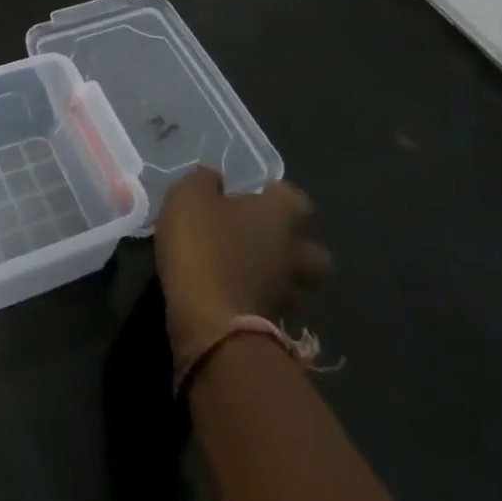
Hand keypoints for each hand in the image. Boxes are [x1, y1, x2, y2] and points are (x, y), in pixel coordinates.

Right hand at [154, 168, 330, 363]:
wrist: (209, 318)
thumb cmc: (203, 244)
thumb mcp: (189, 196)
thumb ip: (204, 180)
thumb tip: (215, 177)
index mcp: (281, 214)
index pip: (296, 197)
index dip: (277, 194)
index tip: (255, 193)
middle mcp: (296, 252)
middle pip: (312, 247)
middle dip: (295, 242)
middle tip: (263, 235)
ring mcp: (290, 292)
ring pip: (299, 281)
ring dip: (282, 274)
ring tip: (252, 268)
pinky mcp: (277, 324)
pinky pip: (277, 304)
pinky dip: (264, 298)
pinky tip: (239, 291)